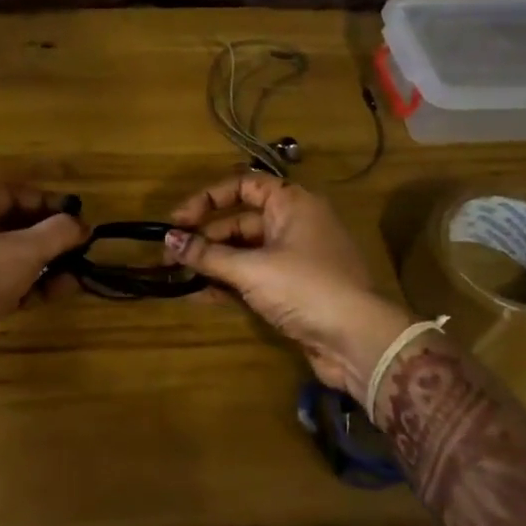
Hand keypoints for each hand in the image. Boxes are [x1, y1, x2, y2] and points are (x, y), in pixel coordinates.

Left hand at [0, 185, 87, 365]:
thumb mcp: (25, 250)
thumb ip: (58, 233)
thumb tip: (82, 225)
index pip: (11, 195)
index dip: (46, 202)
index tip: (76, 212)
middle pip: (14, 227)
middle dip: (50, 236)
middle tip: (82, 243)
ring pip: (14, 258)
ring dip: (48, 263)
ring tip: (81, 269)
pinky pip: (10, 284)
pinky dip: (36, 285)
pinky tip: (65, 289)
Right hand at [164, 174, 411, 393]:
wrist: (357, 340)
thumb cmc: (304, 288)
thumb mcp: (251, 269)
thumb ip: (207, 254)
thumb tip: (168, 240)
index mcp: (292, 204)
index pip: (244, 185)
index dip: (208, 198)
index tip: (178, 220)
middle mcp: (294, 224)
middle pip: (240, 221)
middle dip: (204, 237)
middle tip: (170, 255)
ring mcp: (295, 258)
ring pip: (244, 252)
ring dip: (212, 262)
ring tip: (177, 276)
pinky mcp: (293, 289)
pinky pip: (253, 277)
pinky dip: (228, 283)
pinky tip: (198, 295)